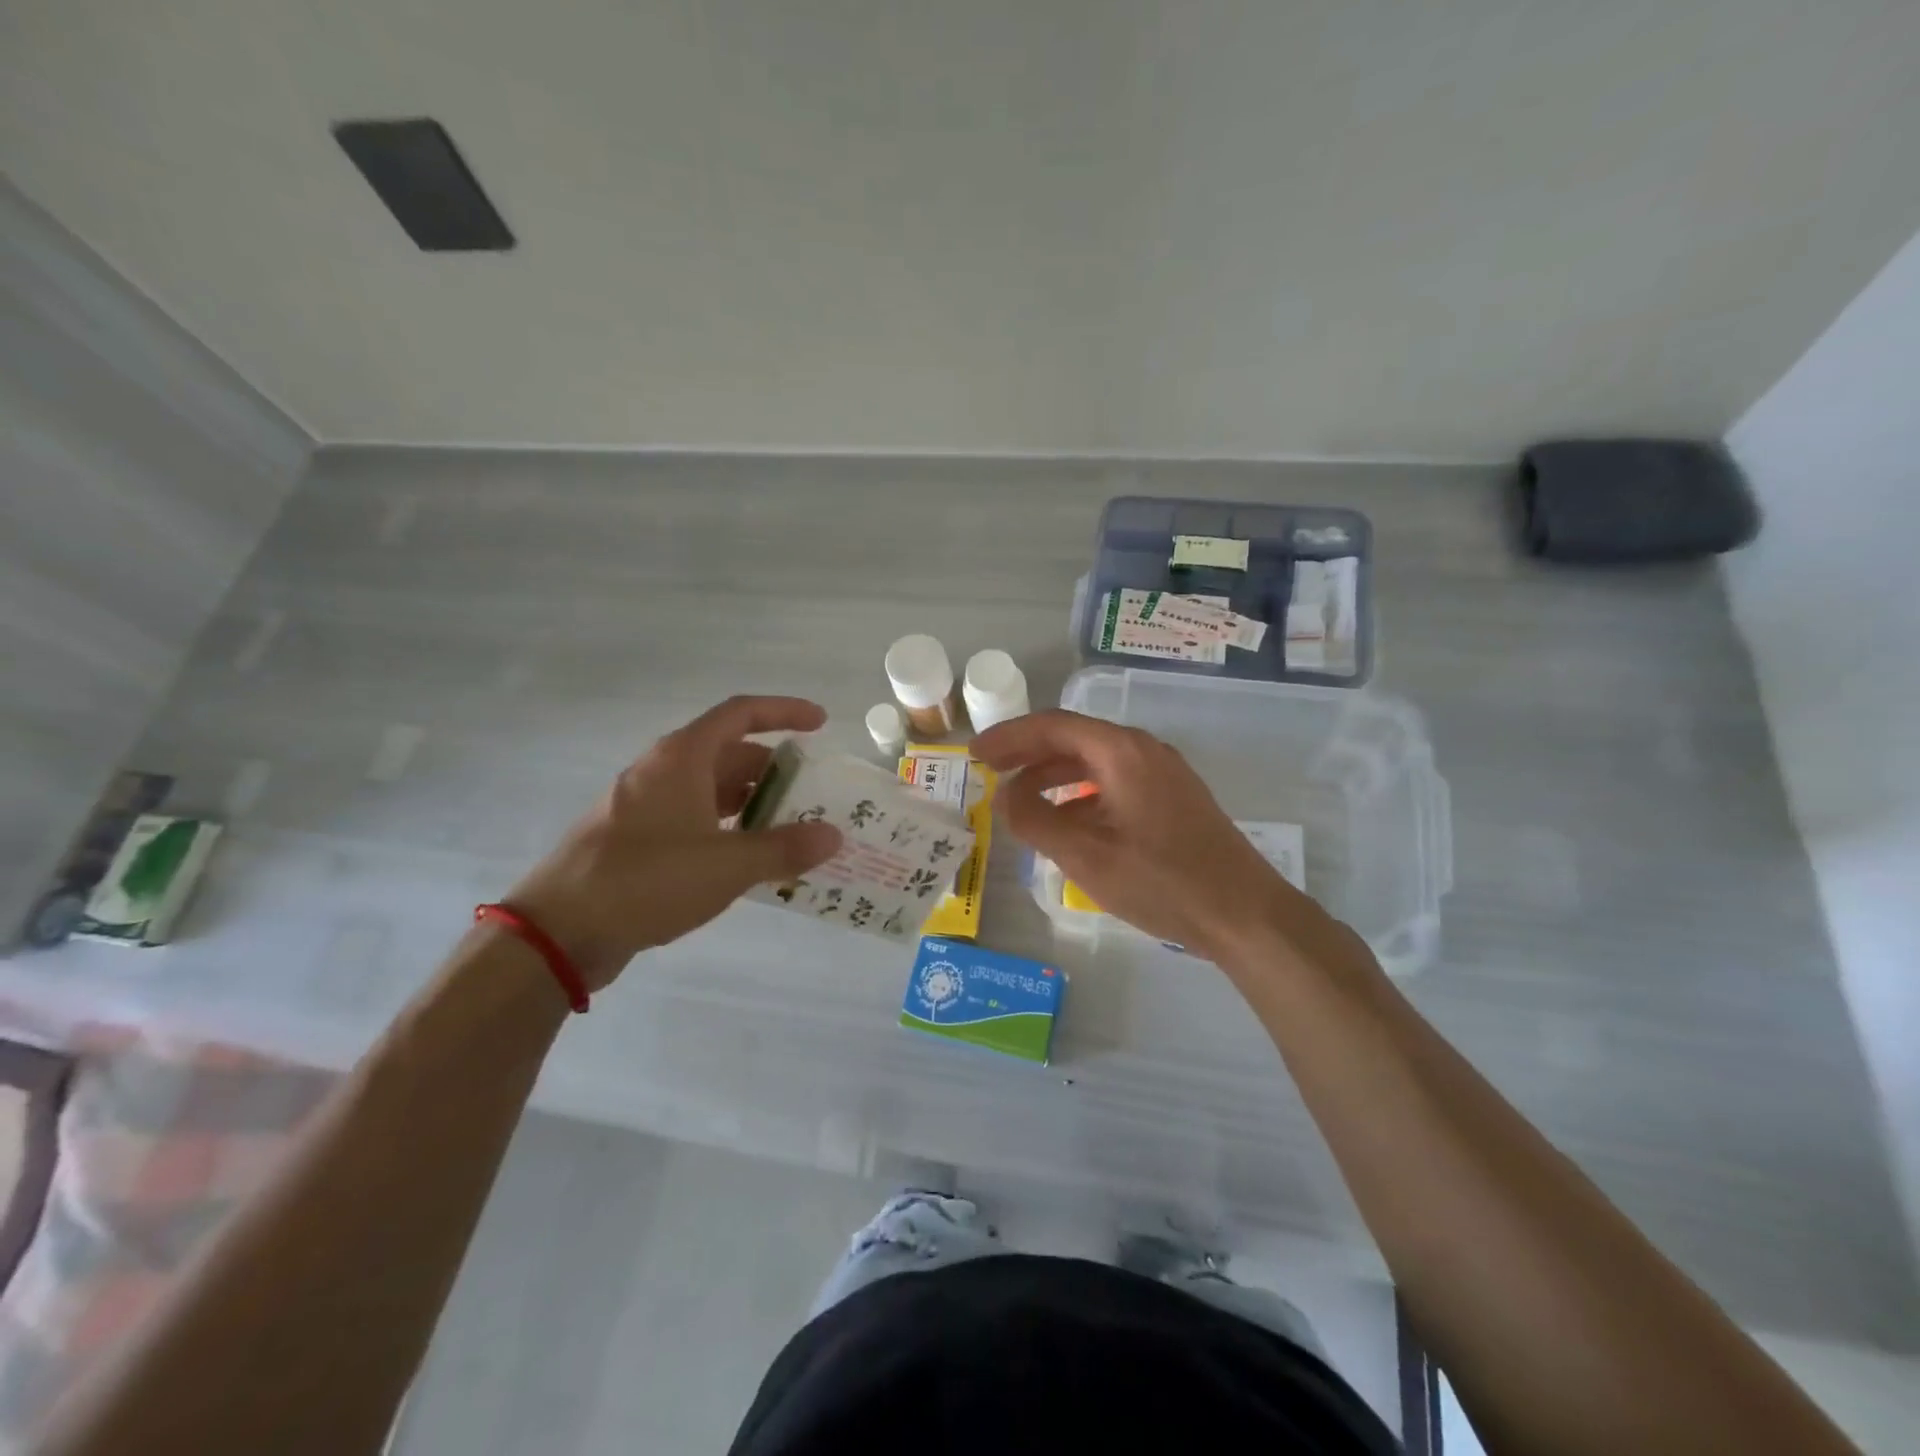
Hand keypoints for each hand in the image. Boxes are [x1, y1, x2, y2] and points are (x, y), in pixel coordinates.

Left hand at [503, 696, 843, 988]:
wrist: (559, 931)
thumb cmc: (647, 881)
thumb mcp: (727, 866)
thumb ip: (784, 849)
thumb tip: (833, 835)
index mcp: (682, 757)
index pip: (741, 713)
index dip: (784, 712)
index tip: (821, 723)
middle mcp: (662, 771)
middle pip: (729, 753)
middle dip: (774, 770)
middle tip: (813, 794)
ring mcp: (645, 805)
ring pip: (711, 789)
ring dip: (752, 803)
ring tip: (790, 828)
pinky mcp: (636, 838)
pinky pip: (694, 818)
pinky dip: (727, 828)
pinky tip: (748, 859)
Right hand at [971, 709, 1323, 963]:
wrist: (1245, 914)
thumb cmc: (1162, 882)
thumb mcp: (1085, 856)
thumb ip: (1035, 821)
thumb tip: (1003, 797)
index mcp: (1121, 752)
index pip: (1052, 726)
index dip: (1009, 737)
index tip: (975, 755)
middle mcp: (1143, 750)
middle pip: (1073, 739)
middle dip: (1027, 754)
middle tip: (989, 773)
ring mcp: (1163, 773)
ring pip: (1095, 761)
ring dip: (1053, 775)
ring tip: (1019, 800)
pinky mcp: (1173, 798)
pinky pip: (1115, 782)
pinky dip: (1081, 794)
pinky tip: (1067, 822)